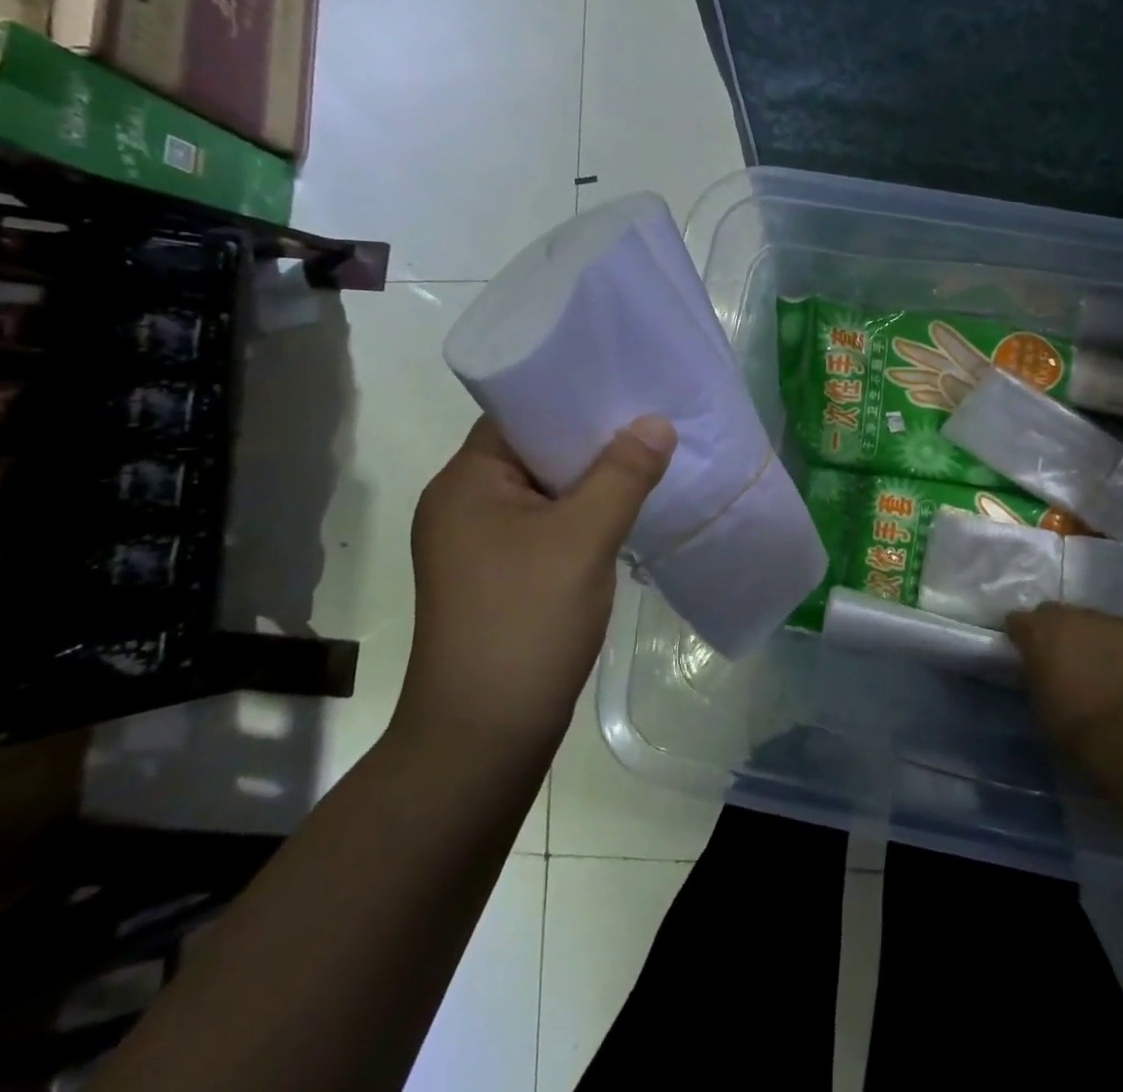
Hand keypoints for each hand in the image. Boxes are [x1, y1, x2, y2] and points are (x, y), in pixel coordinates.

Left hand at [394, 415, 675, 755]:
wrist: (484, 739)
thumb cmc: (525, 623)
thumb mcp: (582, 539)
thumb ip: (623, 474)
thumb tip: (657, 423)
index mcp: (466, 482)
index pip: (519, 413)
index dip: (572, 394)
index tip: (627, 383)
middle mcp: (465, 504)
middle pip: (536, 450)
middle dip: (593, 436)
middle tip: (652, 417)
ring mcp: (482, 544)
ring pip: (547, 491)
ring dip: (593, 478)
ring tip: (650, 456)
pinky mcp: (502, 576)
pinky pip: (550, 525)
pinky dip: (585, 513)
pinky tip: (628, 509)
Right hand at [1005, 605, 1122, 754]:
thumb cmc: (1070, 722)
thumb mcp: (1036, 697)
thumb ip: (1034, 670)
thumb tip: (1038, 666)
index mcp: (1036, 630)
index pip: (1017, 620)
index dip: (1021, 637)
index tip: (1026, 653)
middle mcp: (1067, 615)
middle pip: (1053, 613)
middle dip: (1054, 630)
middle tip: (1062, 657)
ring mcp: (1103, 619)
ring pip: (1088, 621)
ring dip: (1087, 637)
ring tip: (1097, 664)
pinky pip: (1118, 633)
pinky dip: (1116, 646)